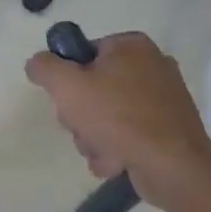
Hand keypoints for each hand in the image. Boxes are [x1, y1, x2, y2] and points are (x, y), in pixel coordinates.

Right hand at [25, 31, 210, 201]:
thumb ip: (44, 67)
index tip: (65, 99)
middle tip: (81, 127)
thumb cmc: (118, 117)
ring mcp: (163, 99)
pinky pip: (128, 134)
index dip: (67, 78)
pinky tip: (117, 161)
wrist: (172, 166)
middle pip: (93, 87)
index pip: (83, 53)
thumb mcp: (66, 85)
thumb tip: (37, 63)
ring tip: (102, 150)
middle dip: (80, 115)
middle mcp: (151, 66)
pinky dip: (116, 149)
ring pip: (107, 115)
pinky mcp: (169, 129)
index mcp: (131, 46)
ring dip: (94, 137)